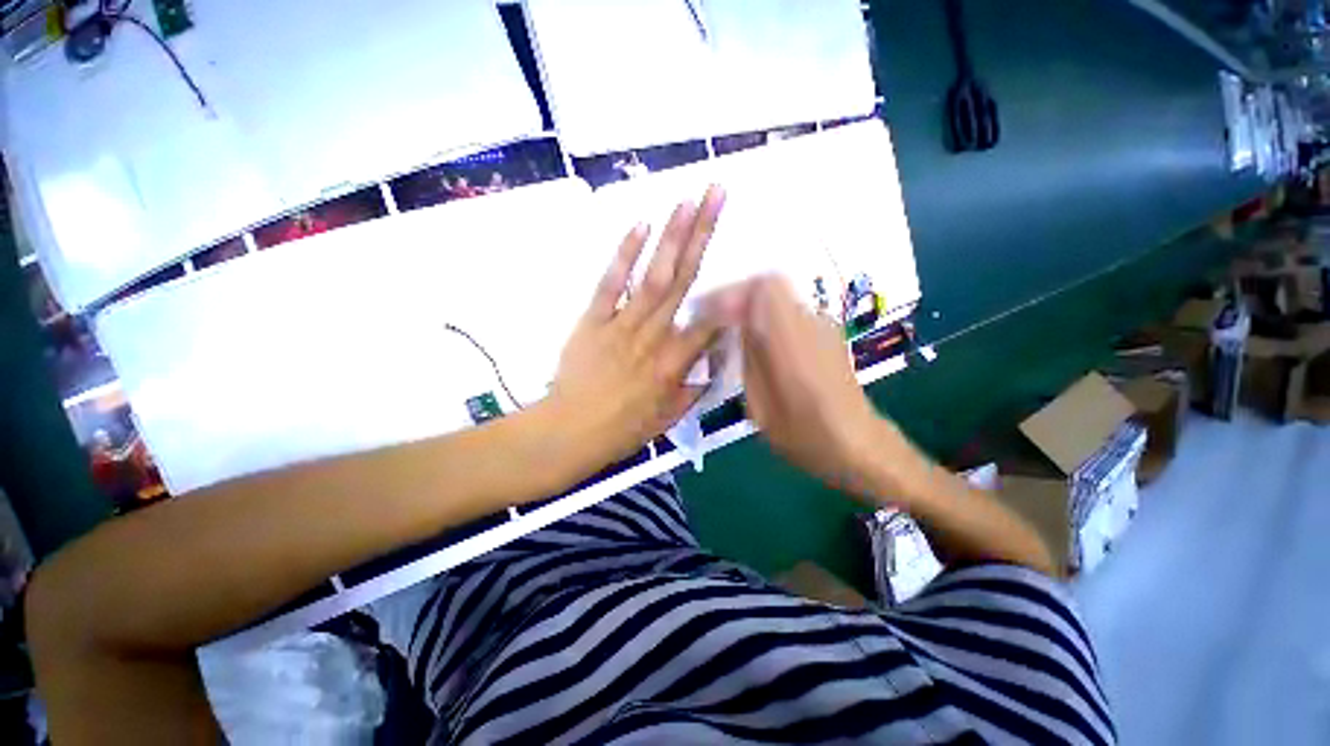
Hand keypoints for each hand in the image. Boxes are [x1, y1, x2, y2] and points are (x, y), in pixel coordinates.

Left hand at [550, 186, 726, 462]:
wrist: (569, 432)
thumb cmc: (621, 429)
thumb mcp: (668, 416)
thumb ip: (695, 386)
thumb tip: (715, 359)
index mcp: (674, 363)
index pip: (710, 321)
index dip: (731, 292)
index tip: (747, 255)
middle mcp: (653, 336)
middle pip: (684, 281)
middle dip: (703, 235)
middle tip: (717, 195)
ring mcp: (621, 324)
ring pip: (653, 276)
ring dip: (671, 236)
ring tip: (688, 199)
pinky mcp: (593, 319)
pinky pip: (611, 284)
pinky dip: (625, 255)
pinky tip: (641, 225)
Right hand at [715, 276, 910, 492]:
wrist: (858, 445)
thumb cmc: (805, 437)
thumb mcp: (760, 407)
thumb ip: (749, 361)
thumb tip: (737, 328)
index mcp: (792, 342)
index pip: (762, 289)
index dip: (731, 294)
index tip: (708, 311)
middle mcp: (811, 324)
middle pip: (770, 284)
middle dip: (738, 296)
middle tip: (716, 318)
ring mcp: (823, 326)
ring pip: (780, 296)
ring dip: (752, 306)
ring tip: (733, 329)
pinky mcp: (828, 333)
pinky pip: (790, 311)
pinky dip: (768, 317)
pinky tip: (759, 341)